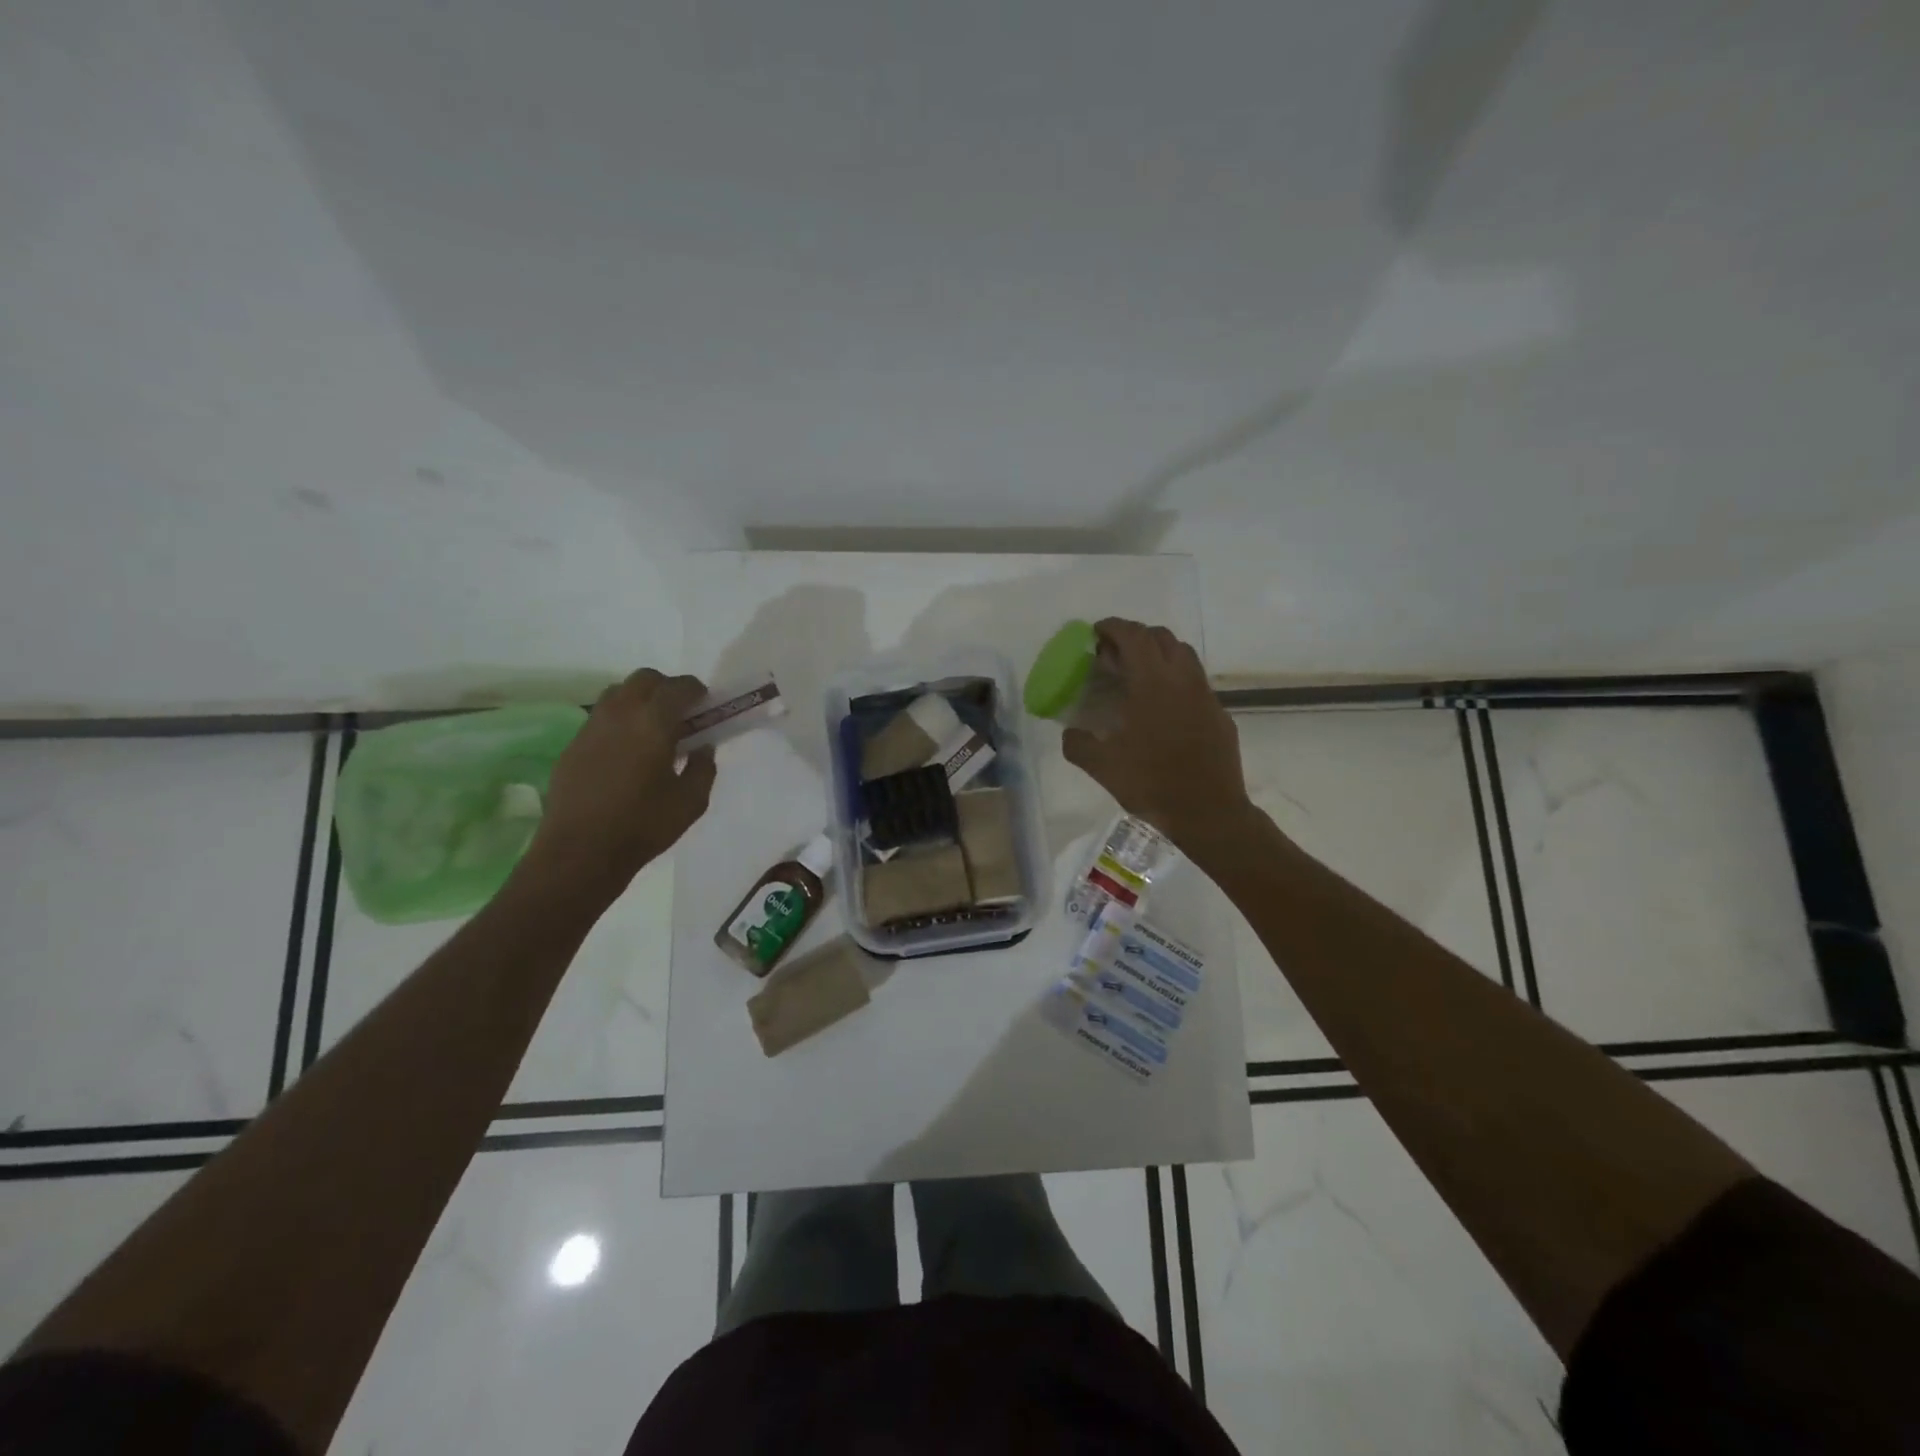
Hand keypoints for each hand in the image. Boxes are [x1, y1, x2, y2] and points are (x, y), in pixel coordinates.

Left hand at [523, 669, 717, 897]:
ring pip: (617, 693)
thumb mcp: (691, 801)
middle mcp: (619, 714)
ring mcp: (591, 728)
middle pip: (644, 679)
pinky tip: (626, 751)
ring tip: (652, 728)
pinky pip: (600, 718)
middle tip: (680, 712)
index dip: (695, 690)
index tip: (706, 702)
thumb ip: (703, 768)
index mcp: (653, 723)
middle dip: (666, 688)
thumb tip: (702, 747)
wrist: (580, 852)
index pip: (678, 687)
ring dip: (639, 700)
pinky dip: (619, 721)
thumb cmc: (643, 826)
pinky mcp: (572, 746)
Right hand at [1061, 619, 1253, 853]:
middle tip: (1114, 654)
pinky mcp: (1220, 714)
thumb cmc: (1152, 784)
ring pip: (1184, 655)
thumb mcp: (1102, 767)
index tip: (1095, 633)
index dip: (1113, 627)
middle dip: (1136, 636)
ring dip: (1159, 653)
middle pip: (1161, 637)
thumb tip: (1069, 733)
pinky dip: (1176, 680)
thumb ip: (1078, 744)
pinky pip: (1196, 683)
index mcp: (1152, 684)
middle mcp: (1182, 680)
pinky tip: (1163, 708)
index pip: (1134, 636)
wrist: (1209, 812)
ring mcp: (1205, 696)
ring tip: (1139, 675)